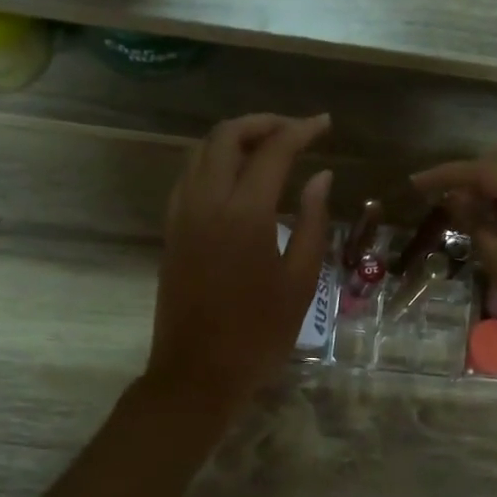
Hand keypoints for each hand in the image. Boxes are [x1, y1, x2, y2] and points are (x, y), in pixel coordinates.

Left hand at [146, 113, 333, 420]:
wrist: (197, 374)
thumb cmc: (259, 334)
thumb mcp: (300, 282)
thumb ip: (313, 223)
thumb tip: (321, 178)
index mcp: (245, 213)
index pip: (273, 150)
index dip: (301, 130)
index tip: (325, 124)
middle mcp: (207, 202)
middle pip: (226, 136)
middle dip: (263, 123)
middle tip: (296, 132)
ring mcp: (182, 215)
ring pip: (201, 152)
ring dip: (234, 139)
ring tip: (269, 148)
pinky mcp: (172, 231)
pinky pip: (189, 177)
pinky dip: (213, 162)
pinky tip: (237, 179)